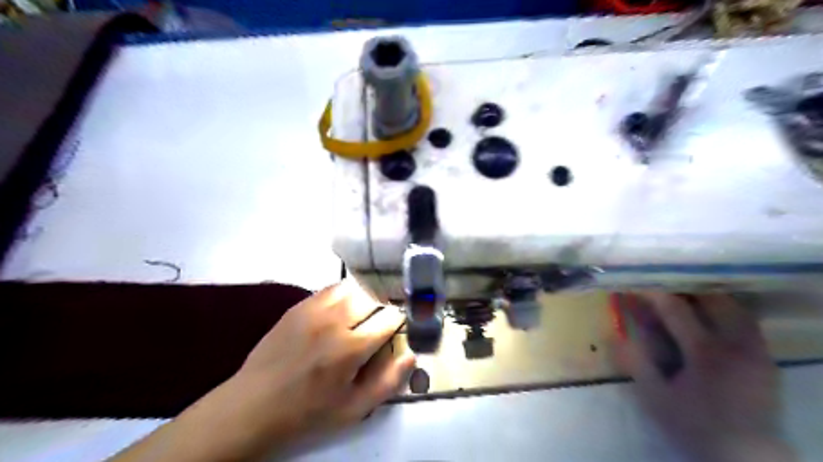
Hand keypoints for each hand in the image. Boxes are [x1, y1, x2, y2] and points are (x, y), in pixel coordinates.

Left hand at [231, 278, 414, 447]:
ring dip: (365, 296)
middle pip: (373, 296)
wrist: (253, 406)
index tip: (399, 327)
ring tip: (365, 311)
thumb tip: (411, 355)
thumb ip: (388, 382)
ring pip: (352, 287)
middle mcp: (335, 321)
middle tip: (382, 320)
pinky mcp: (298, 306)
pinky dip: (344, 293)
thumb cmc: (307, 412)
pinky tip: (342, 307)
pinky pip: (330, 289)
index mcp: (351, 348)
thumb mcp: (353, 410)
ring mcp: (314, 310)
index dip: (400, 320)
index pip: (389, 318)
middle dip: (384, 305)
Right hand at [621, 294, 794, 459]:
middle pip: (714, 299)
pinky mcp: (766, 358)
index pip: (675, 309)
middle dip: (686, 287)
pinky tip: (711, 318)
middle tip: (664, 285)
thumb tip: (614, 333)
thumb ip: (636, 363)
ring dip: (709, 297)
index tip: (636, 282)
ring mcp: (757, 350)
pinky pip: (748, 322)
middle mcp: (736, 344)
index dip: (653, 292)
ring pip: (736, 307)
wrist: (745, 456)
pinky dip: (727, 312)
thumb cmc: (694, 424)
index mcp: (706, 352)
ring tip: (687, 297)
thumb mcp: (655, 397)